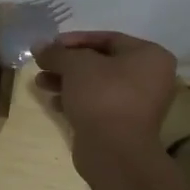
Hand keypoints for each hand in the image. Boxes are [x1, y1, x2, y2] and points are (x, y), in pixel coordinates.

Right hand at [35, 30, 178, 151]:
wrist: (114, 151)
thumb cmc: (102, 96)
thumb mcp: (75, 65)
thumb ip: (56, 52)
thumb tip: (38, 45)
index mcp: (150, 56)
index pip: (108, 38)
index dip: (75, 40)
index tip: (50, 45)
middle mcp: (150, 78)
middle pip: (101, 62)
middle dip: (67, 64)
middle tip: (42, 64)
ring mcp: (139, 104)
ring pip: (96, 85)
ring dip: (67, 82)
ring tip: (41, 83)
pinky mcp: (124, 125)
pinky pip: (98, 104)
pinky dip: (76, 101)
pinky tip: (54, 104)